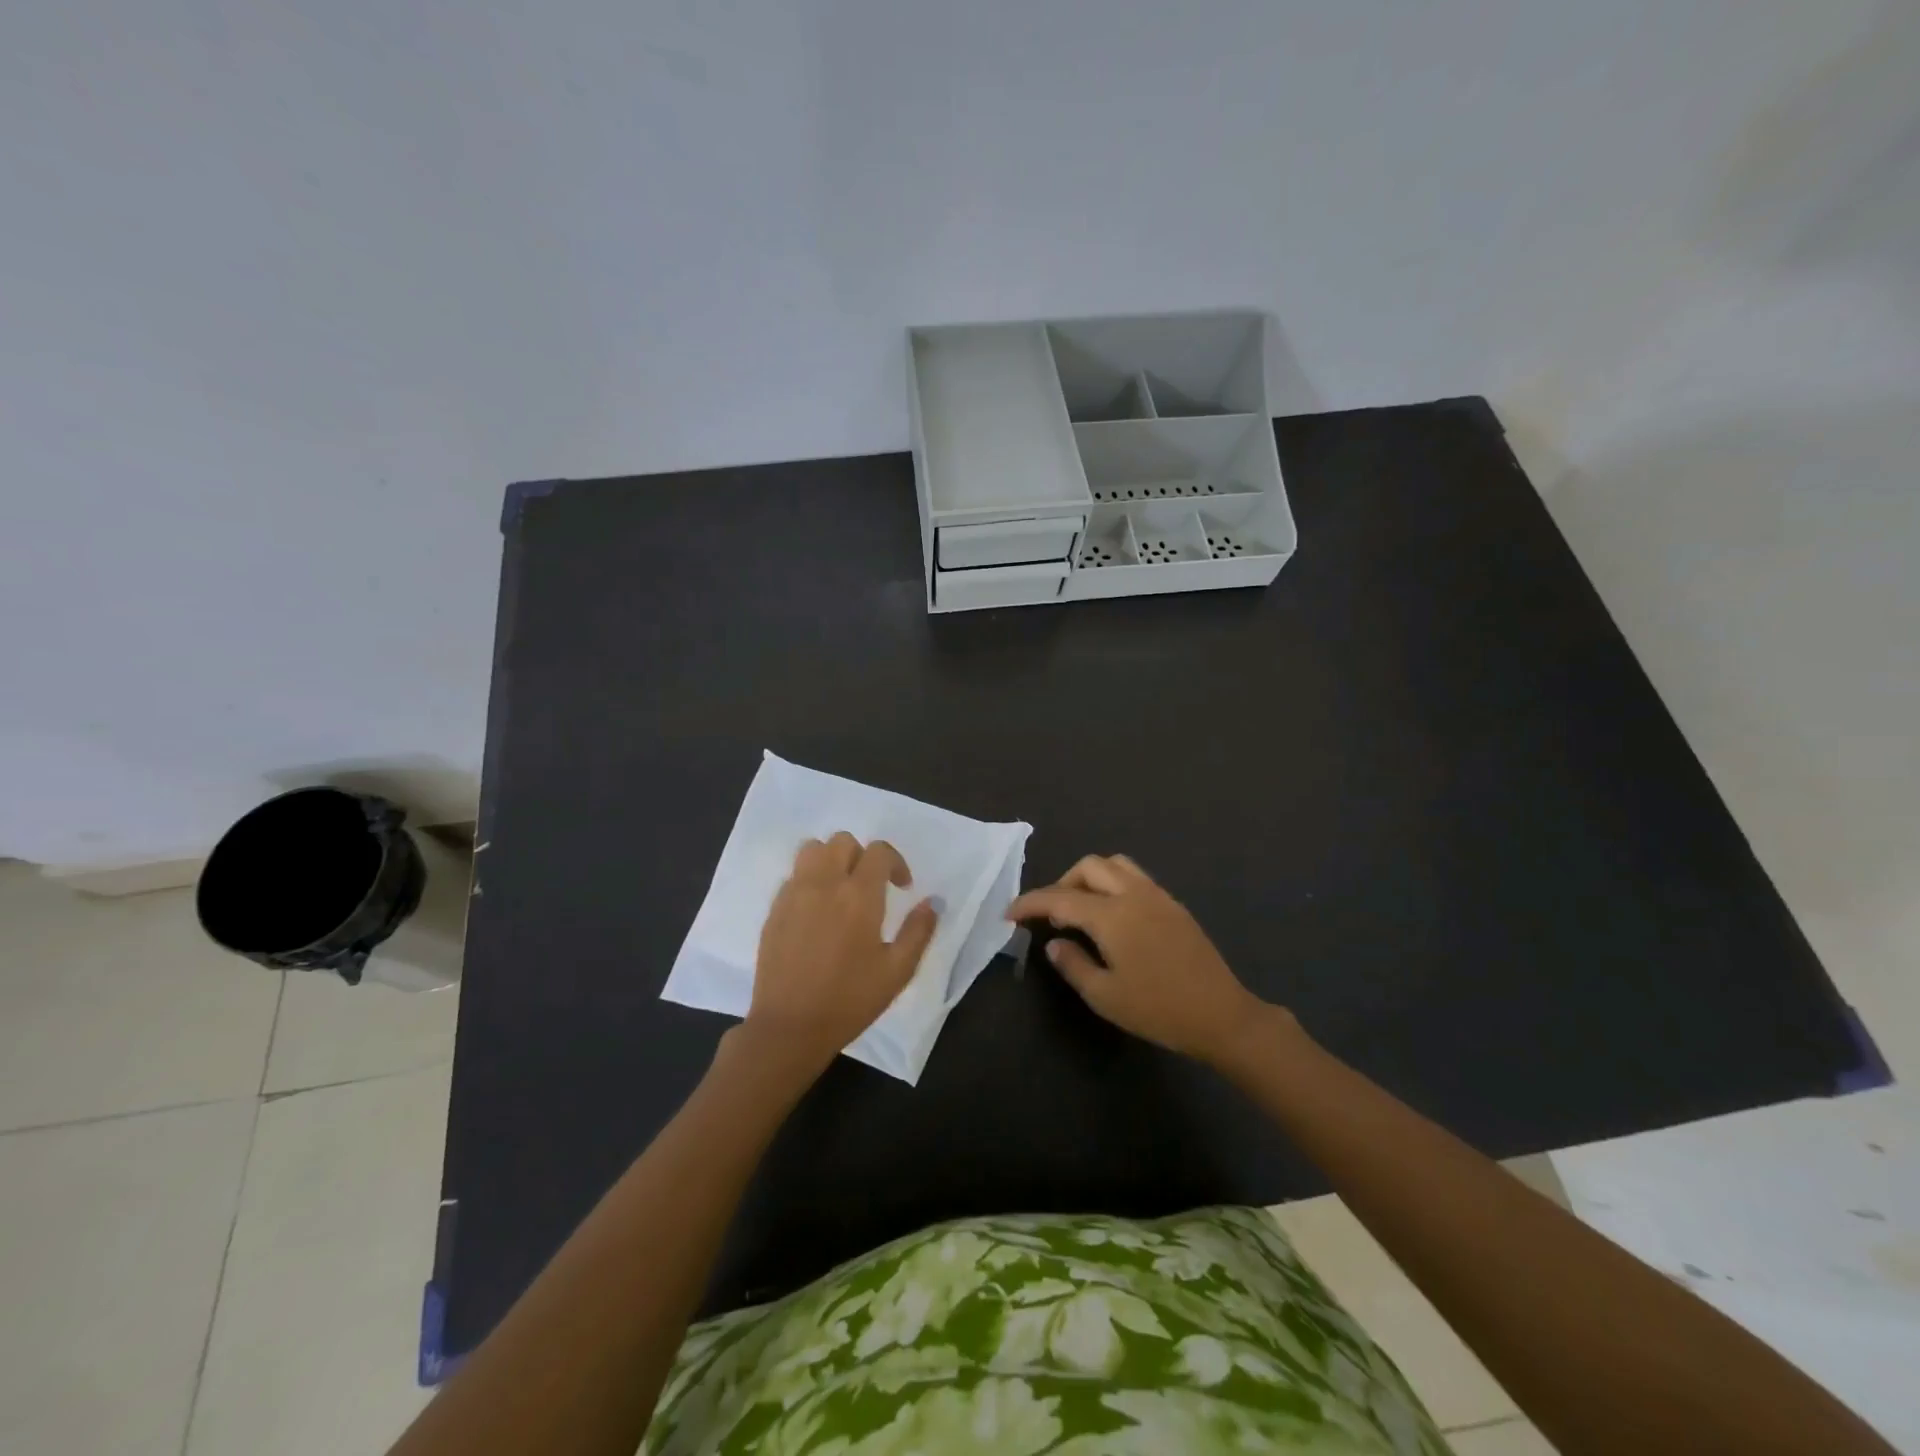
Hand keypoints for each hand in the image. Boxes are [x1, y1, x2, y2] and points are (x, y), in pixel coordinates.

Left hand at [745, 832, 939, 1074]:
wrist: (789, 1027)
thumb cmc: (849, 1000)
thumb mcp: (897, 971)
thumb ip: (918, 931)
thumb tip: (932, 902)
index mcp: (858, 895)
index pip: (878, 851)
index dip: (895, 862)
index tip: (902, 887)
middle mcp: (824, 884)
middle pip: (843, 841)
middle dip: (862, 856)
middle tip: (871, 887)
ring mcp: (794, 893)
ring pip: (812, 850)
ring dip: (831, 859)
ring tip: (840, 889)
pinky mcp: (774, 909)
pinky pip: (794, 875)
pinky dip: (809, 880)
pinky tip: (817, 911)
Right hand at [1007, 854, 1280, 1065]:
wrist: (1221, 1015)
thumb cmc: (1158, 1010)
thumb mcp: (1105, 996)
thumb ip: (1073, 964)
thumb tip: (1054, 942)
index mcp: (1112, 916)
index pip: (1060, 899)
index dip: (1031, 903)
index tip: (1010, 914)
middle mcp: (1134, 894)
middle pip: (1089, 867)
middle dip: (1063, 883)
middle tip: (1052, 915)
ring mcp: (1157, 896)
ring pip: (1115, 865)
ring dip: (1090, 878)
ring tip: (1082, 910)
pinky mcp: (1173, 905)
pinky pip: (1135, 877)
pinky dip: (1113, 884)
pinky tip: (1113, 917)